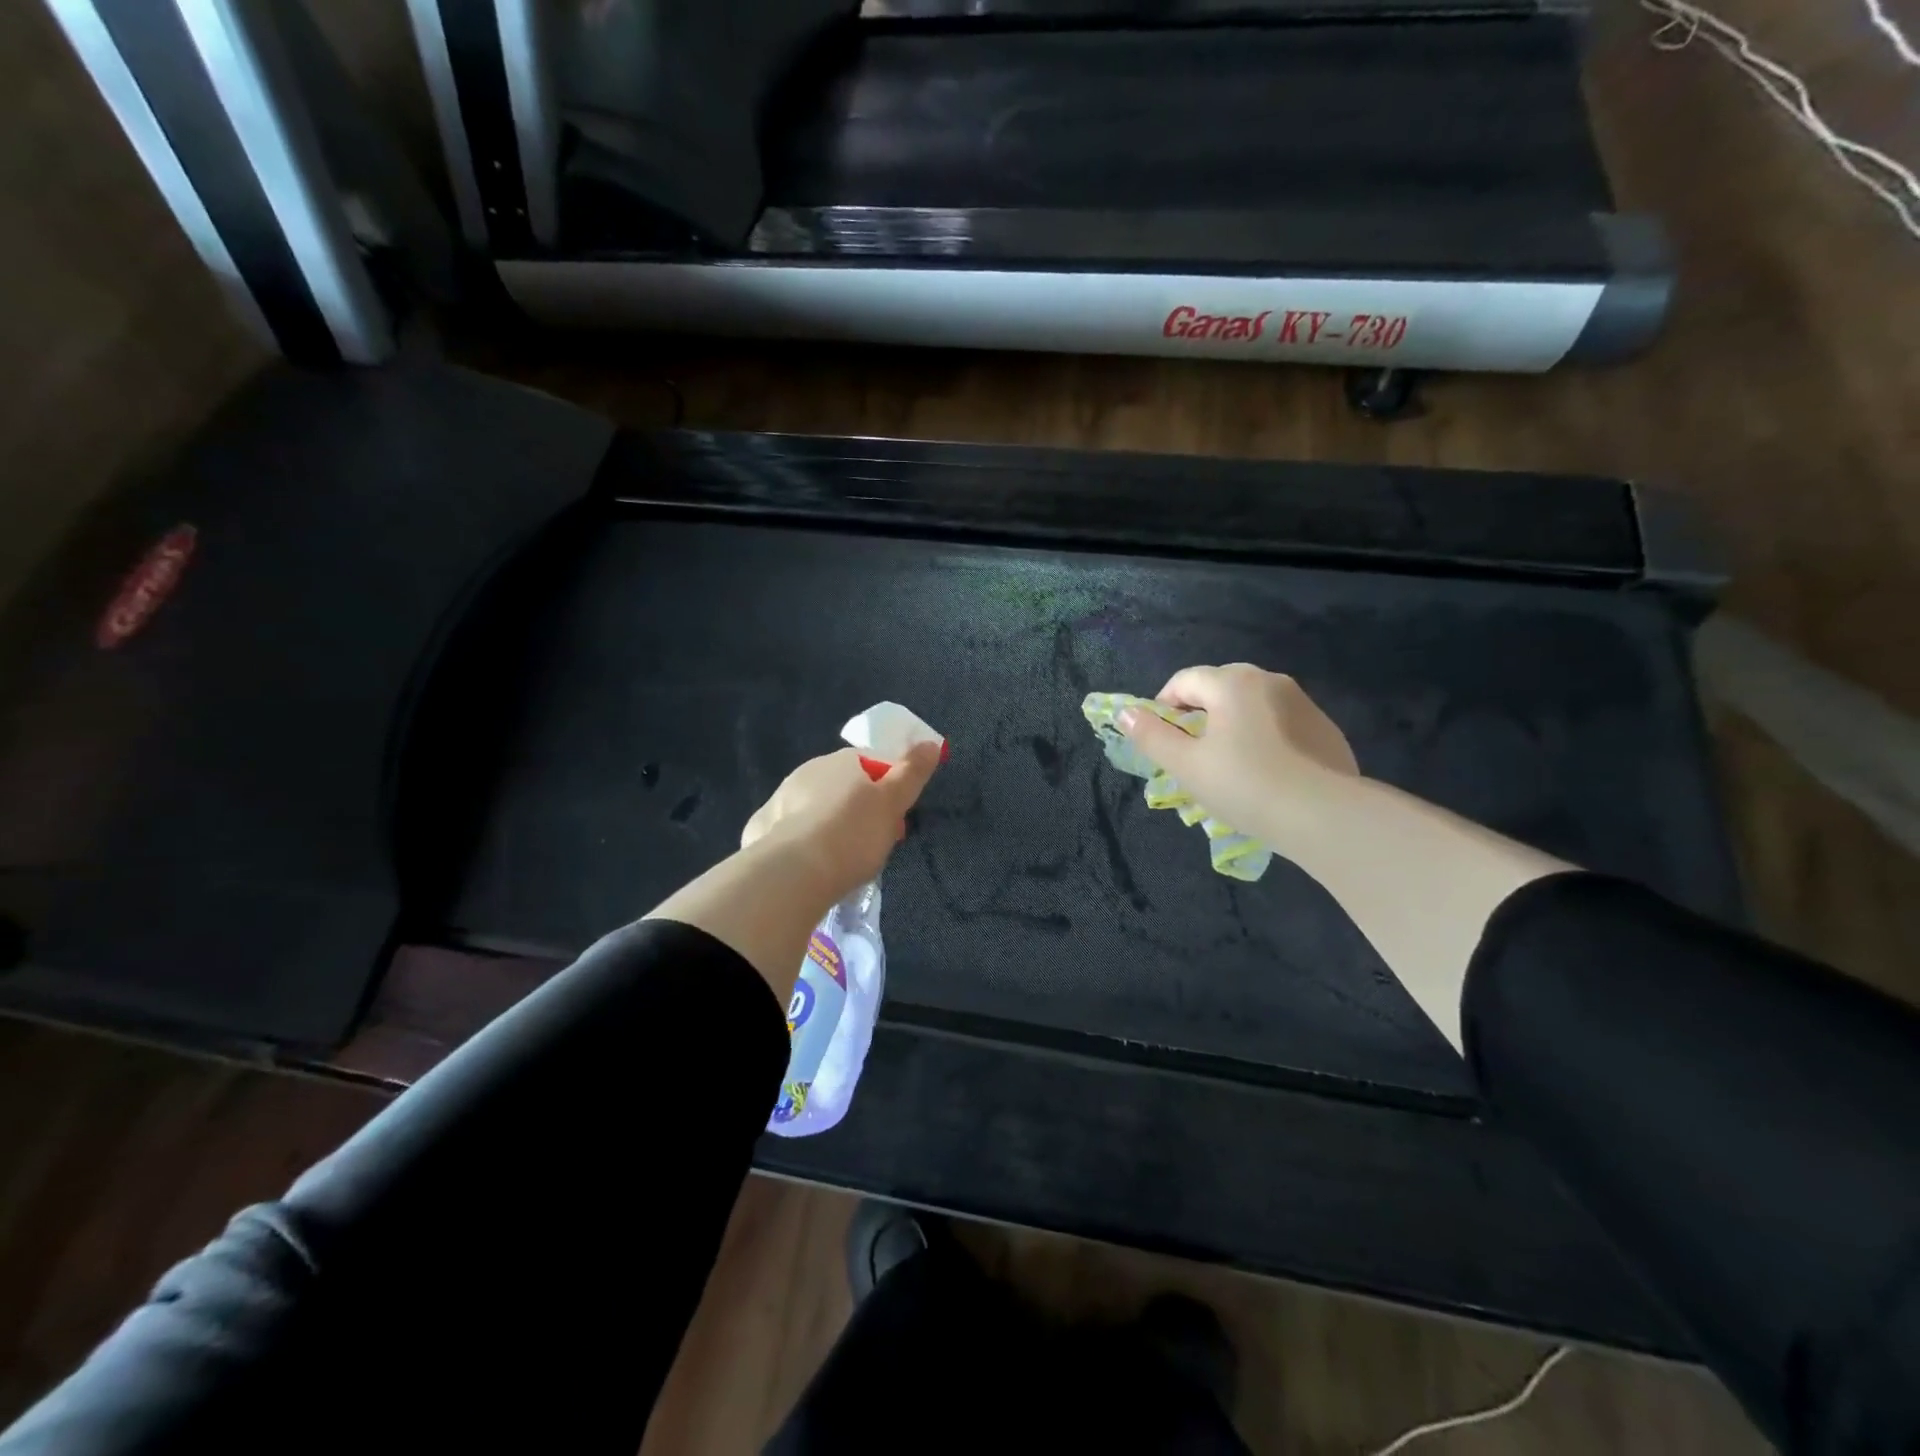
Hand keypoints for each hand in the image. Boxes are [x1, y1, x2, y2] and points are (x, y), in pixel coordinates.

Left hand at [740, 744, 942, 902]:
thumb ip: (912, 772)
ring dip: (829, 827)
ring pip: (814, 810)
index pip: (871, 764)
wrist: (793, 872)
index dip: (888, 790)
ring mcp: (779, 799)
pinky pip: (789, 833)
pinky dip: (801, 845)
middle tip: (872, 846)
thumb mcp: (893, 803)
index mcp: (840, 761)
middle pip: (842, 788)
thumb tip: (931, 743)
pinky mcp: (760, 830)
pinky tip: (809, 869)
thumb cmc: (852, 833)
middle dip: (858, 811)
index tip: (896, 820)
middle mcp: (806, 772)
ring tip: (842, 863)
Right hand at [1119, 664, 1358, 846]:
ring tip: (1229, 766)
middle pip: (1219, 687)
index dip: (1163, 707)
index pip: (1183, 680)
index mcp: (1232, 683)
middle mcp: (1269, 680)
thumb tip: (1124, 713)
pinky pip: (1281, 724)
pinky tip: (1266, 773)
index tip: (1162, 741)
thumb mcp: (1186, 765)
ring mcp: (1303, 703)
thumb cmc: (1244, 785)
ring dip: (1232, 725)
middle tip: (1193, 754)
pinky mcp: (1326, 728)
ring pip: (1252, 705)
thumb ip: (1151, 736)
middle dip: (1199, 714)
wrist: (1325, 816)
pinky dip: (1264, 738)